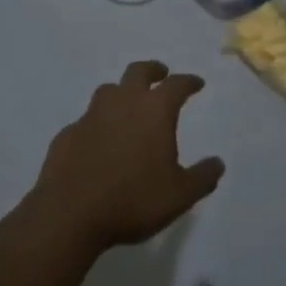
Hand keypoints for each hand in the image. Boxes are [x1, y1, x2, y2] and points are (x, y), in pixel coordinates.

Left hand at [32, 60, 225, 253]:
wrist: (68, 216)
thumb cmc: (132, 200)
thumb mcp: (179, 196)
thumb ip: (202, 177)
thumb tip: (218, 163)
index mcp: (154, 110)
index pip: (177, 84)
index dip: (189, 81)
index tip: (197, 83)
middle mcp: (123, 103)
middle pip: (138, 71)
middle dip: (153, 70)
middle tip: (160, 74)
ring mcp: (91, 116)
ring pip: (109, 90)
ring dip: (121, 92)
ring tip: (127, 105)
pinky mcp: (66, 135)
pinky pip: (85, 121)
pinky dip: (96, 125)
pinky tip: (97, 141)